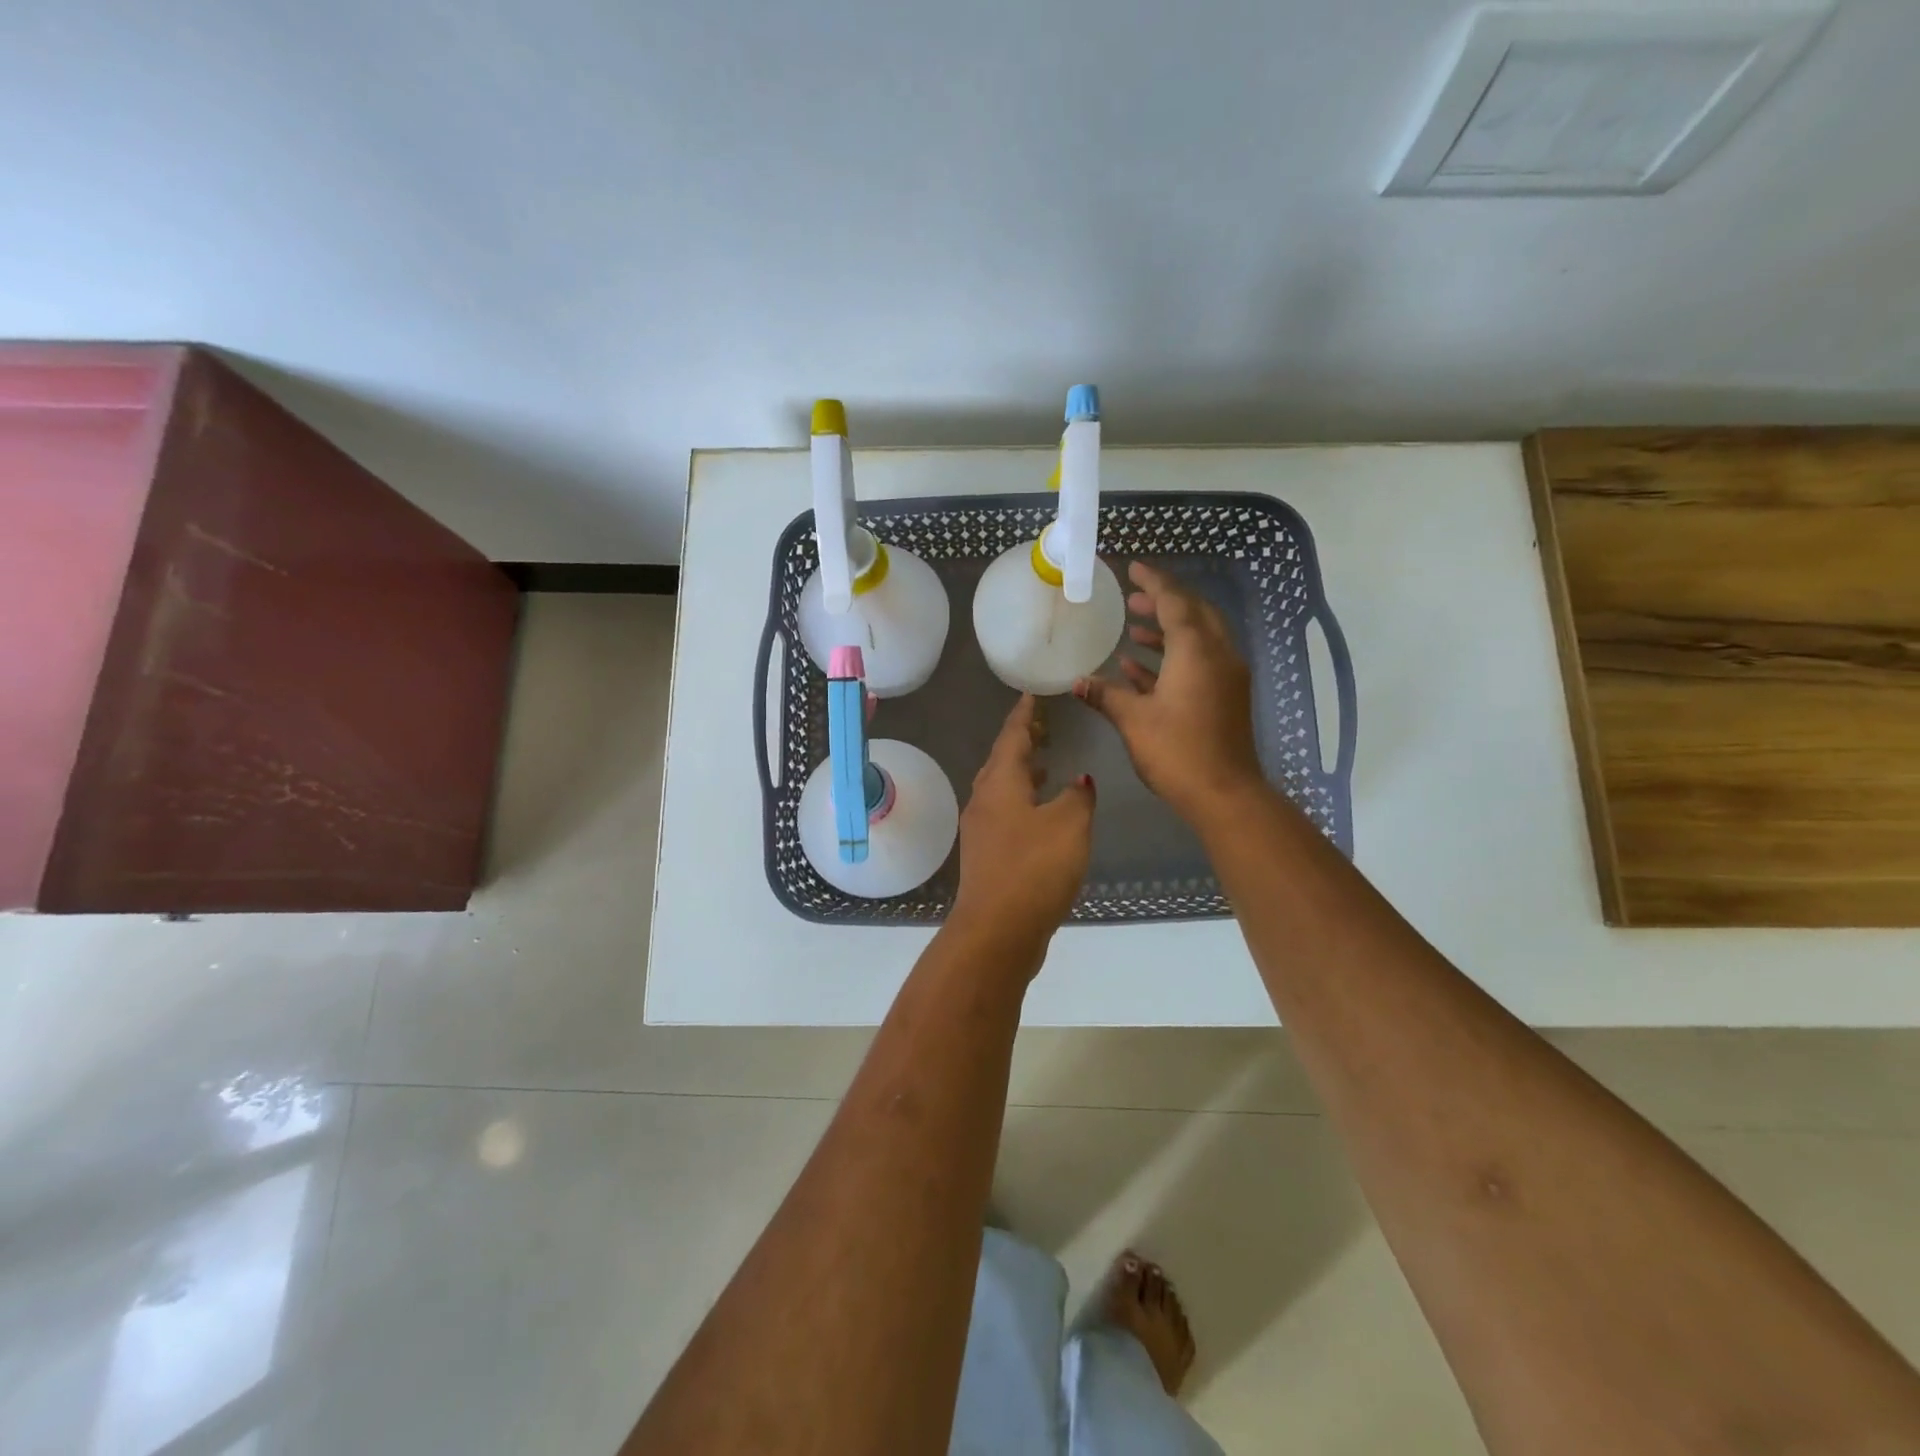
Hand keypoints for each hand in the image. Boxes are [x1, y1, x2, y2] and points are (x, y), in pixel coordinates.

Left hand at [952, 694, 1095, 955]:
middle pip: (1002, 762)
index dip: (1023, 715)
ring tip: (1046, 766)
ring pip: (1002, 790)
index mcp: (1000, 784)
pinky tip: (1041, 815)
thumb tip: (1079, 782)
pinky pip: (1004, 814)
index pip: (1012, 737)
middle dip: (1022, 743)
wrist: (997, 930)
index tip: (1030, 695)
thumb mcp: (1069, 825)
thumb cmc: (1034, 868)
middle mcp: (984, 801)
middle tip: (1043, 727)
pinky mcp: (987, 857)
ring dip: (1022, 774)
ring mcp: (982, 831)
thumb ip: (1077, 797)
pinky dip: (1022, 802)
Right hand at [1074, 561, 1264, 828]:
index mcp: (1196, 651)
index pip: (1175, 602)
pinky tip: (1140, 668)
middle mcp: (1218, 654)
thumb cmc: (1177, 751)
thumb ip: (1106, 695)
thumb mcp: (1133, 720)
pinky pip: (1200, 662)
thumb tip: (1078, 681)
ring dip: (1168, 630)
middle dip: (1164, 602)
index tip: (1133, 568)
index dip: (1153, 582)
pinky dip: (1174, 657)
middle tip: (1133, 599)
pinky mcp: (1227, 696)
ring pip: (1199, 638)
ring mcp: (1226, 676)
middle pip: (1194, 614)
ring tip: (1134, 629)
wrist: (1225, 794)